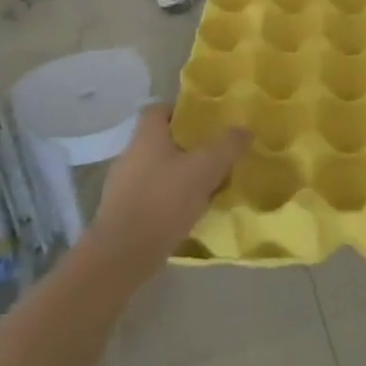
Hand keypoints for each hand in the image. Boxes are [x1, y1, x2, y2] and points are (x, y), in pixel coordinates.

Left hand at [88, 106, 247, 279]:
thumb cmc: (163, 201)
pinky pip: (151, 196)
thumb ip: (226, 146)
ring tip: (207, 187)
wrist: (122, 256)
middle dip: (187, 146)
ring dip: (179, 175)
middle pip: (160, 141)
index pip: (158, 109)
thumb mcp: (204, 169)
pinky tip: (188, 214)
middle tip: (214, 155)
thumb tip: (244, 130)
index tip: (205, 122)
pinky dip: (169, 200)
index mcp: (146, 137)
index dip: (181, 111)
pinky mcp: (122, 214)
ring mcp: (122, 186)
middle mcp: (129, 155)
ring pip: (157, 170)